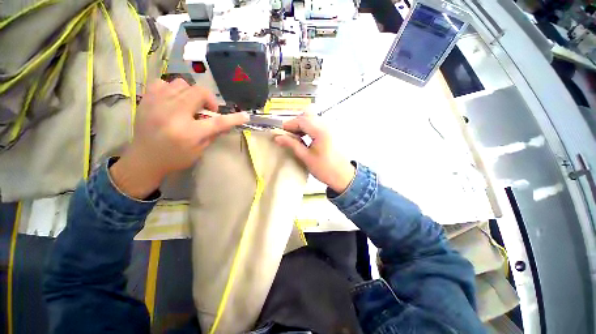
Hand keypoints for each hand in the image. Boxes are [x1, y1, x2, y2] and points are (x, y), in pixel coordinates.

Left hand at [110, 79, 248, 198]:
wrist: (144, 159)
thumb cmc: (175, 158)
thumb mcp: (199, 150)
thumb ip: (213, 134)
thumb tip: (225, 122)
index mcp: (189, 132)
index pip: (218, 122)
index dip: (234, 118)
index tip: (245, 116)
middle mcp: (173, 114)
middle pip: (199, 93)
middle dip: (209, 100)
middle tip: (206, 111)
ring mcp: (158, 104)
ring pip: (182, 84)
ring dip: (191, 94)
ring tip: (188, 105)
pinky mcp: (147, 99)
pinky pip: (163, 83)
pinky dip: (172, 90)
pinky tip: (172, 101)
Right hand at [274, 113, 355, 193]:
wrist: (343, 176)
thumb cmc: (325, 169)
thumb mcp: (306, 157)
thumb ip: (292, 144)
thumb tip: (278, 137)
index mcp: (321, 131)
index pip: (301, 120)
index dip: (289, 125)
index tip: (280, 132)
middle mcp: (327, 124)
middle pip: (307, 116)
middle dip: (295, 124)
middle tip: (287, 135)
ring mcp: (331, 126)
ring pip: (312, 118)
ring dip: (302, 125)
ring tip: (295, 137)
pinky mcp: (332, 131)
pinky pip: (317, 123)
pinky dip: (309, 128)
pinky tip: (305, 137)